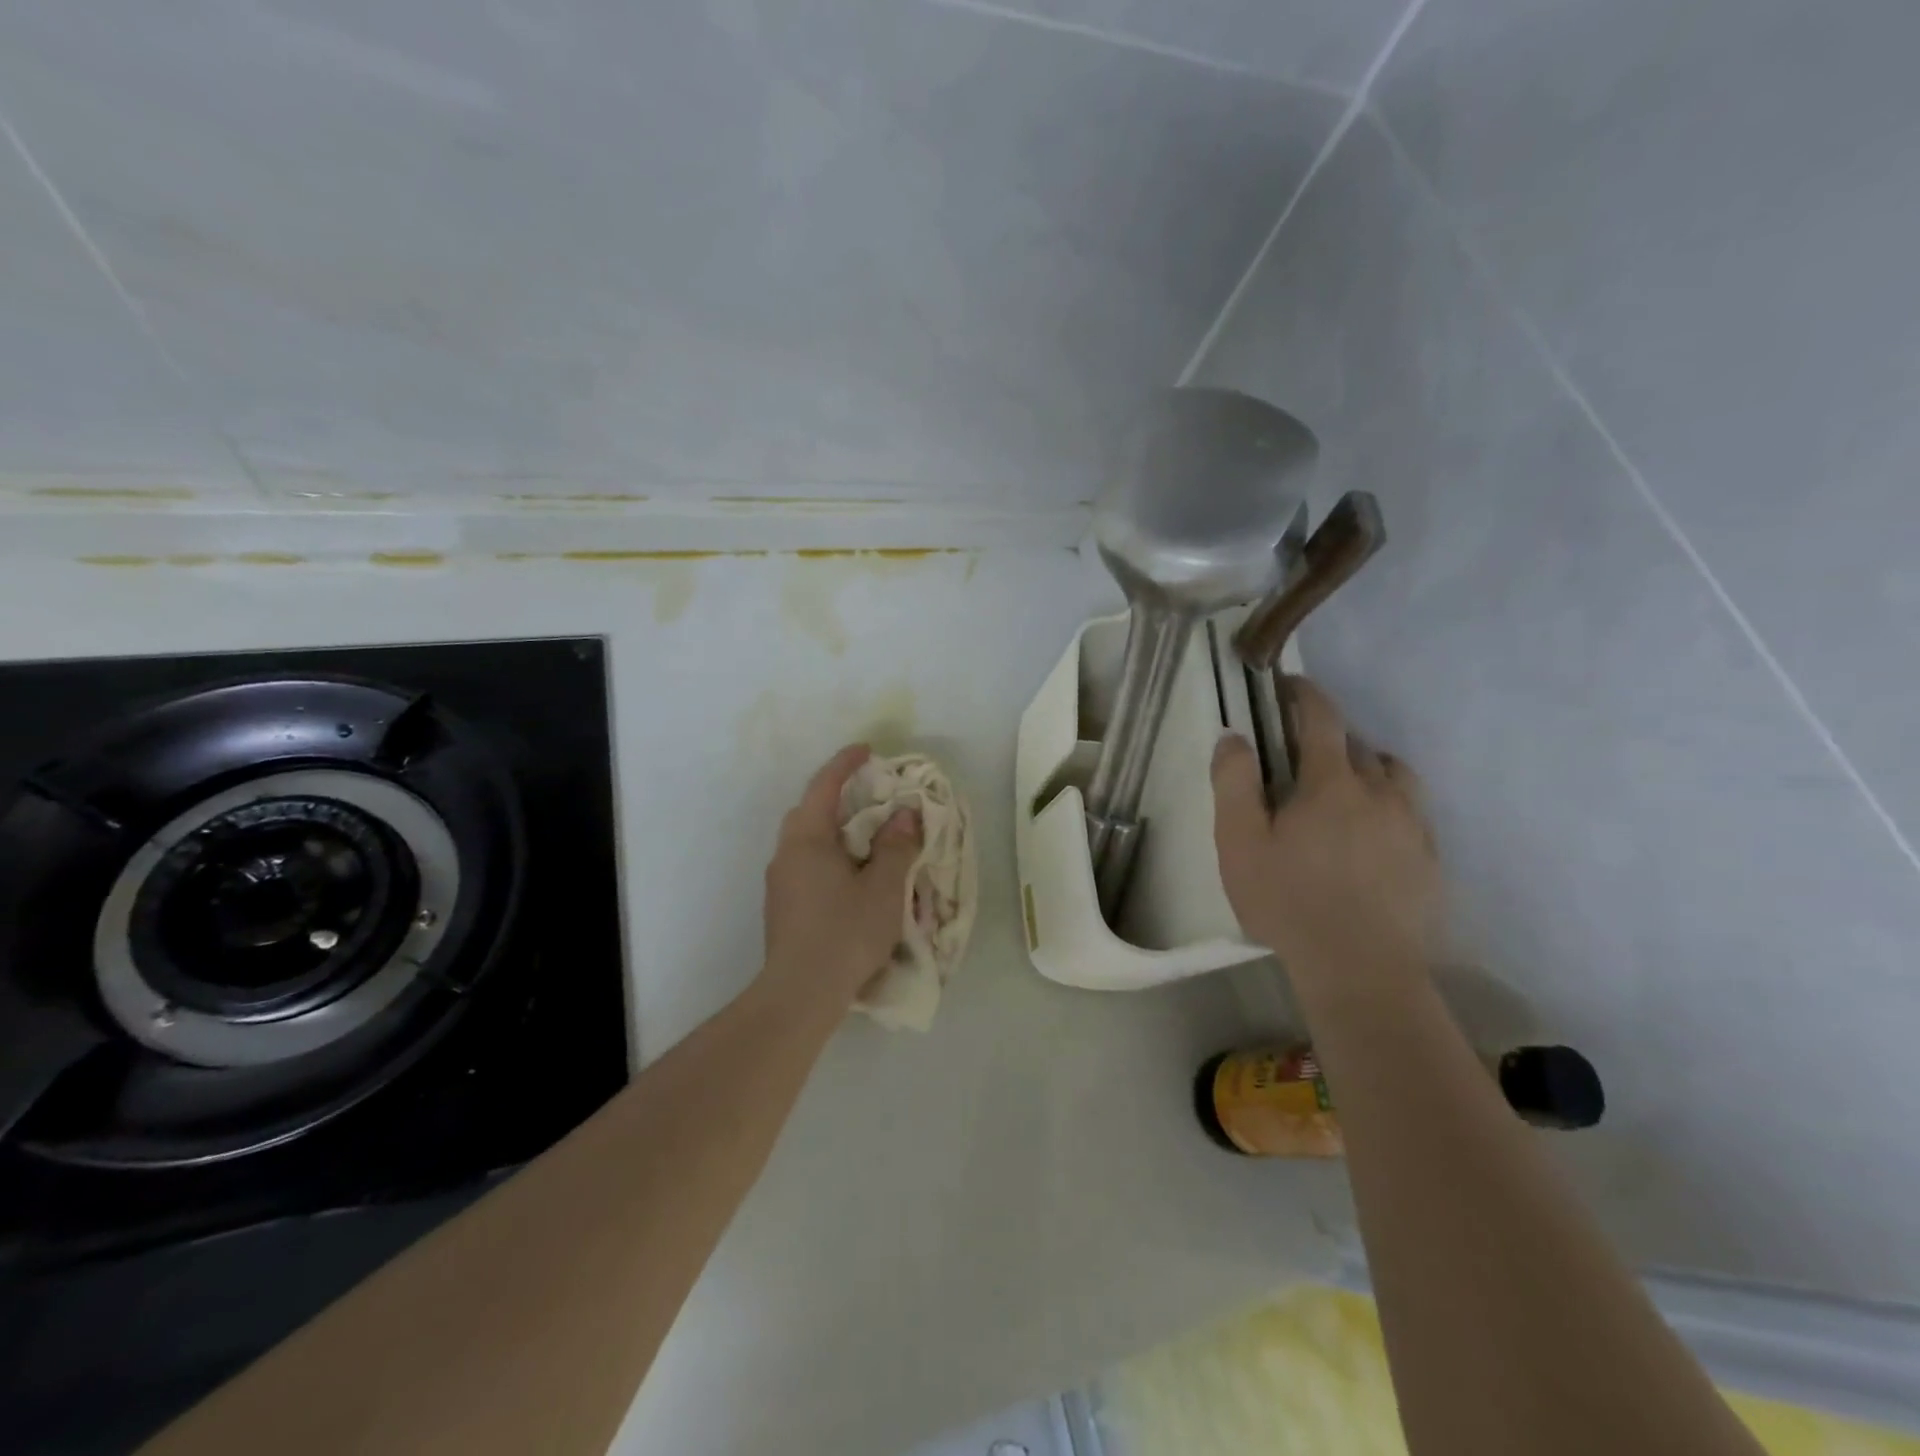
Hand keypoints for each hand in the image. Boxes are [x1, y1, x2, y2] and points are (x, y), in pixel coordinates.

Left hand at [759, 744, 920, 1012]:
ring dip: (833, 829)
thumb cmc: (845, 933)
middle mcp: (786, 853)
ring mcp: (779, 881)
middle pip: (809, 811)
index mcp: (807, 839)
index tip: (867, 750)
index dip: (845, 764)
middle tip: (870, 796)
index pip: (824, 786)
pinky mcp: (781, 906)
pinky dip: (828, 854)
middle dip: (837, 796)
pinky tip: (850, 876)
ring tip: (866, 838)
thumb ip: (896, 846)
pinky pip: (805, 863)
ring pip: (806, 840)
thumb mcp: (884, 887)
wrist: (799, 994)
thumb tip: (903, 814)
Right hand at [1212, 677, 1441, 991]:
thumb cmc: (1288, 902)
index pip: (1321, 719)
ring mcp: (1413, 827)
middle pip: (1359, 746)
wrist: (1361, 970)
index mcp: (1332, 784)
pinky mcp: (1431, 860)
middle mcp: (1381, 793)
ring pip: (1395, 776)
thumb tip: (1234, 738)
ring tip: (1346, 790)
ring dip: (1369, 768)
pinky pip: (1413, 813)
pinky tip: (1373, 836)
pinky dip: (1390, 806)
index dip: (1305, 695)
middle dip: (1331, 739)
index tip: (1290, 685)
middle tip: (1302, 758)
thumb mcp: (1240, 844)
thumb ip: (1234, 784)